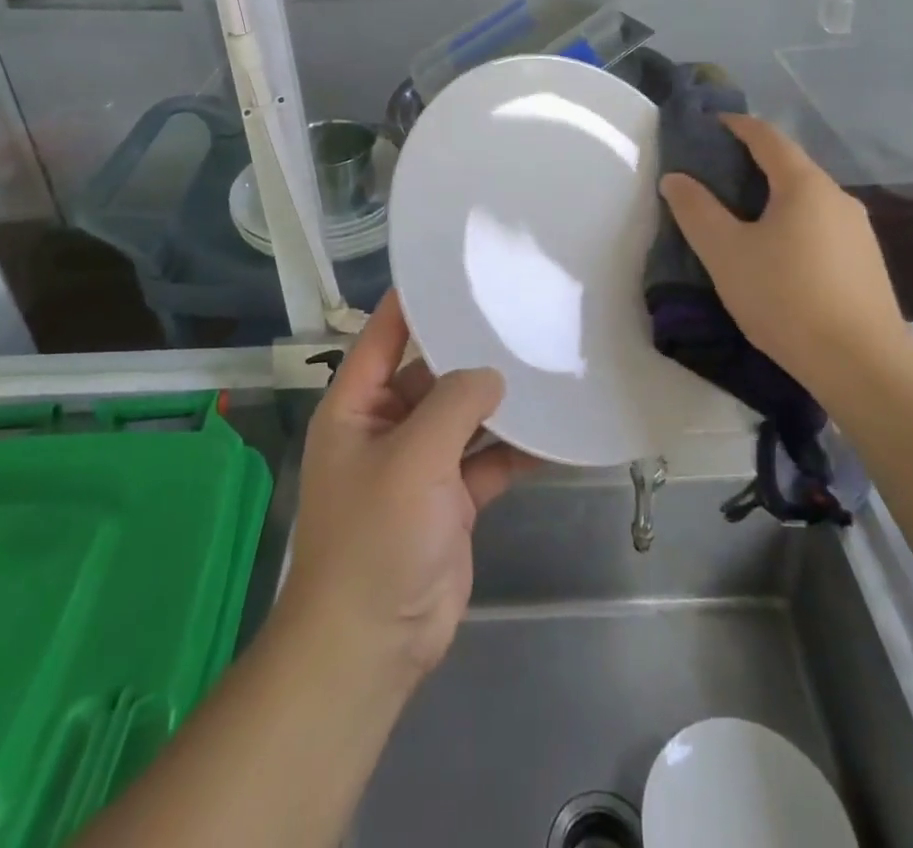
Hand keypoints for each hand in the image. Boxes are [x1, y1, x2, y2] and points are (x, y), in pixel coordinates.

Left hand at [280, 292, 533, 686]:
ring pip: (463, 417)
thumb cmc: (376, 537)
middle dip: (470, 350)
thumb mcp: (412, 458)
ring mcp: (420, 464)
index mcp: (357, 405)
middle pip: (431, 371)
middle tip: (520, 313)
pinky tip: (555, 432)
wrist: (373, 644)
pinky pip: (486, 461)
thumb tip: (493, 374)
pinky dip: (514, 450)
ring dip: (497, 401)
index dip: (415, 299)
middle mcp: (386, 425)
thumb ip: (454, 404)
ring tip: (545, 363)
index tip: (458, 268)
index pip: (384, 334)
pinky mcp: (450, 500)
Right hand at [658, 113, 912, 380]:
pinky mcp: (866, 263)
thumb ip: (696, 211)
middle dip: (751, 164)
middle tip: (714, 177)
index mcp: (805, 185)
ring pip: (806, 200)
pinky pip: (821, 228)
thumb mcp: (725, 253)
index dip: (736, 125)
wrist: (862, 365)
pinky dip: (792, 225)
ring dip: (773, 198)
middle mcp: (837, 198)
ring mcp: (858, 231)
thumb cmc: (786, 298)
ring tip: (740, 219)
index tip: (710, 125)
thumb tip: (675, 178)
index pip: (767, 137)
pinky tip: (777, 257)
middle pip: (790, 167)